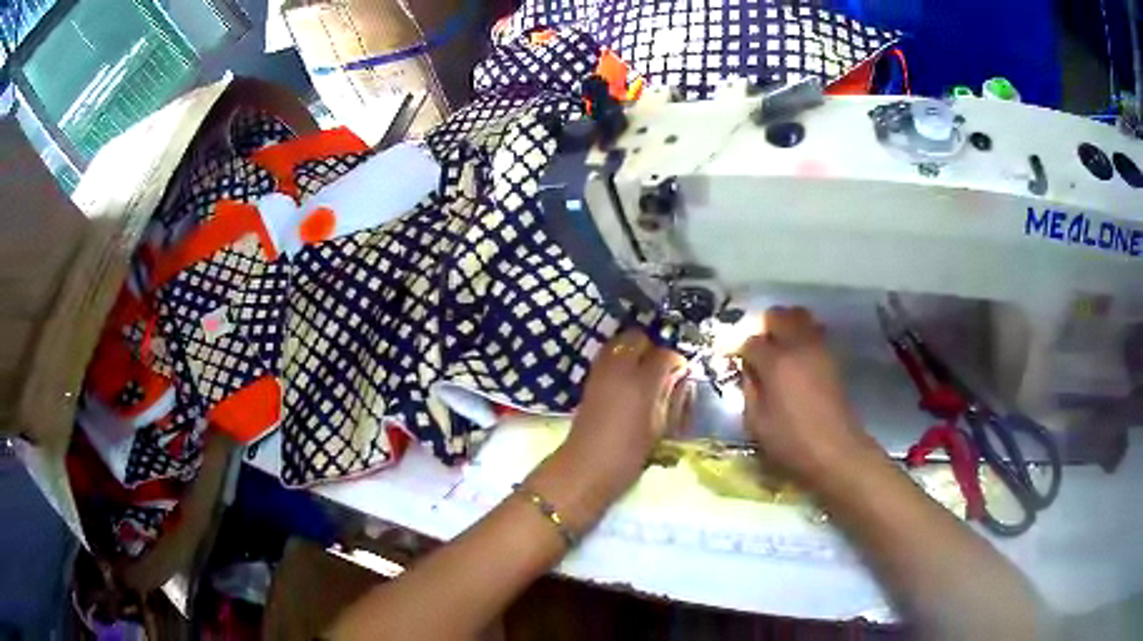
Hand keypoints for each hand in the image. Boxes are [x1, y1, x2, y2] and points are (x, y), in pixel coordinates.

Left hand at [532, 329, 686, 529]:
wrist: (586, 467)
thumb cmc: (629, 454)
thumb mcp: (659, 427)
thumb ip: (671, 397)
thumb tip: (679, 378)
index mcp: (641, 383)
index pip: (664, 354)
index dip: (675, 361)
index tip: (681, 372)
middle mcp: (619, 369)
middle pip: (636, 338)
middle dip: (651, 347)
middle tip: (661, 367)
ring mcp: (600, 372)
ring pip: (618, 343)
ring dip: (633, 350)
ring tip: (644, 371)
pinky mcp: (588, 379)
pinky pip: (607, 356)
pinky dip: (619, 359)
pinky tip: (628, 379)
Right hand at [738, 307, 877, 487]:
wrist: (835, 449)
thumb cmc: (791, 441)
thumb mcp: (757, 422)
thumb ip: (749, 391)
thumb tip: (749, 373)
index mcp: (775, 362)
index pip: (751, 341)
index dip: (741, 351)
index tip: (737, 362)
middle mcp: (798, 346)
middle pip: (779, 316)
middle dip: (765, 326)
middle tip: (759, 347)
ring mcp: (819, 349)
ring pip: (801, 317)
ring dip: (787, 326)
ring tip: (781, 347)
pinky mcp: (833, 358)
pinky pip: (816, 332)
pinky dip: (804, 335)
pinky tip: (799, 357)